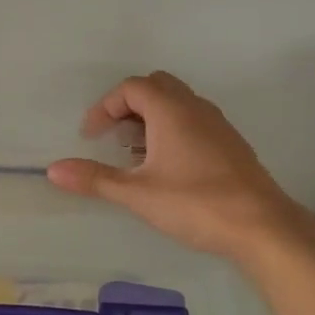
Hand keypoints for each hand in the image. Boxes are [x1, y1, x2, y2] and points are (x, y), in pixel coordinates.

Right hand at [46, 71, 308, 256]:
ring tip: (134, 154)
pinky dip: (171, 131)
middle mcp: (196, 108)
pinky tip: (165, 168)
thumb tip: (53, 170)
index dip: (105, 107)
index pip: (132, 87)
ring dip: (150, 119)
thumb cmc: (195, 204)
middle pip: (156, 87)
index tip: (90, 136)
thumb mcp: (136, 194)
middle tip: (112, 137)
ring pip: (177, 104)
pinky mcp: (230, 145)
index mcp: (172, 111)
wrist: (262, 227)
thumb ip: (94, 179)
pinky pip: (193, 122)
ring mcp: (218, 125)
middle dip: (127, 106)